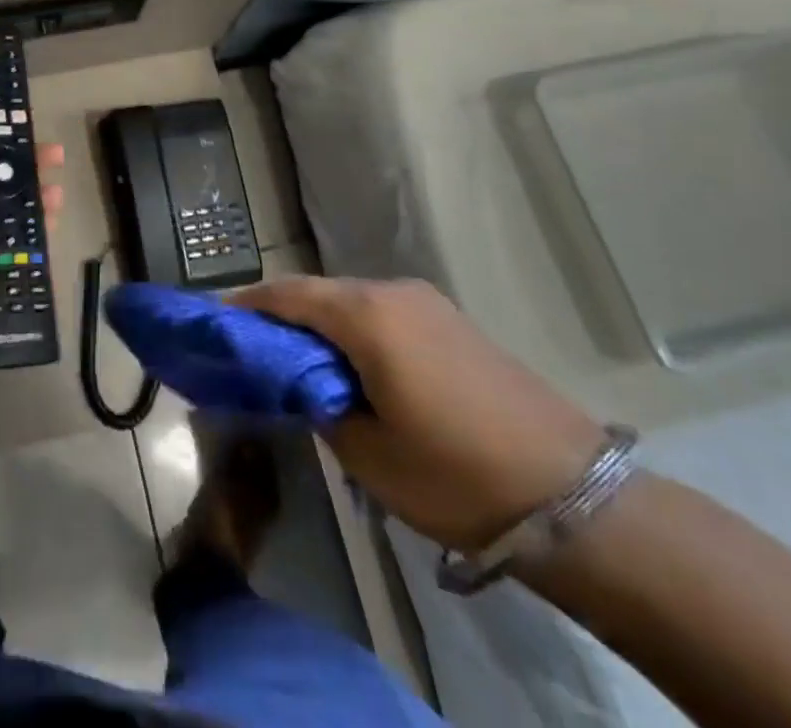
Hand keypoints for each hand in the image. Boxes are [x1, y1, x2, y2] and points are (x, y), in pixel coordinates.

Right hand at [237, 276, 604, 552]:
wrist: (576, 498)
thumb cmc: (456, 475)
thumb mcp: (367, 453)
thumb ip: (319, 404)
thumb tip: (300, 384)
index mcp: (365, 315)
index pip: (285, 295)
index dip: (245, 306)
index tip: (214, 322)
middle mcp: (392, 292)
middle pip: (316, 293)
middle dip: (280, 316)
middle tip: (252, 348)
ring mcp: (427, 304)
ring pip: (350, 302)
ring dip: (319, 324)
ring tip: (297, 361)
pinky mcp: (452, 323)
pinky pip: (383, 314)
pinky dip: (354, 331)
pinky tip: (351, 366)